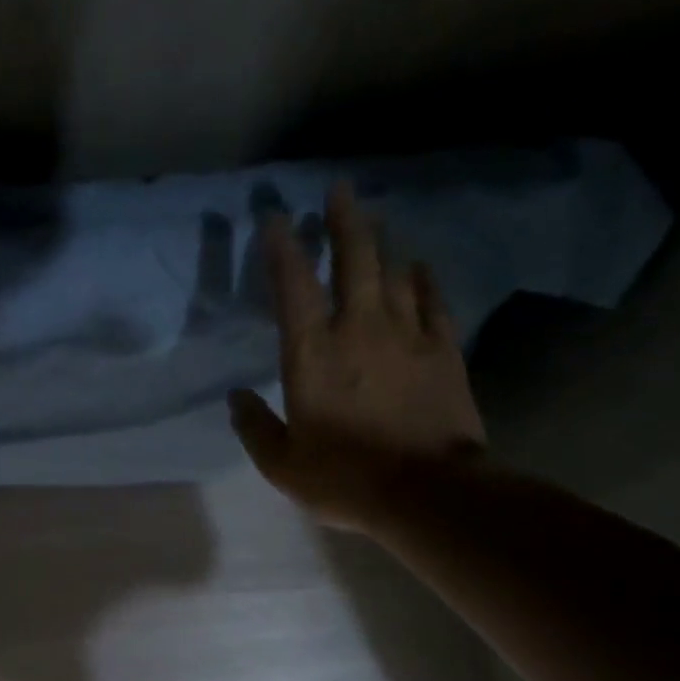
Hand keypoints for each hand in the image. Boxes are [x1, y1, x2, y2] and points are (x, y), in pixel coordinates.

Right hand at [230, 182, 486, 528]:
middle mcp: (359, 329)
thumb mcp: (281, 464)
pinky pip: (433, 301)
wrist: (427, 491)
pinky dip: (424, 280)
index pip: (293, 286)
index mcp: (312, 355)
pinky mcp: (443, 350)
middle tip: (339, 189)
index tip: (276, 218)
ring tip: (375, 222)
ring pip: (394, 272)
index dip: (282, 248)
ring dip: (382, 243)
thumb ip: (254, 427)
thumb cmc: (344, 478)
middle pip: (354, 259)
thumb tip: (236, 398)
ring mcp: (406, 335)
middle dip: (344, 220)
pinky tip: (419, 267)